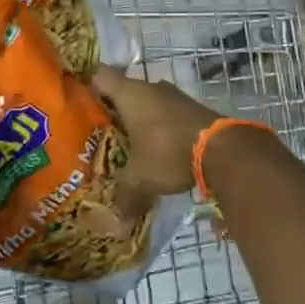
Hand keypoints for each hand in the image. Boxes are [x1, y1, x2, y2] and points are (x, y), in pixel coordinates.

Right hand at [90, 66, 221, 207]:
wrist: (224, 150)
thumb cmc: (168, 152)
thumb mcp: (141, 179)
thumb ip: (125, 198)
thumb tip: (115, 227)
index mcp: (130, 94)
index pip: (100, 76)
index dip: (88, 86)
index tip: (80, 104)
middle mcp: (151, 88)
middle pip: (124, 91)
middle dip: (113, 111)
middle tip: (100, 132)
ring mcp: (175, 96)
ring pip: (148, 103)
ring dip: (140, 119)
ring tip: (127, 144)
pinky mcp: (193, 109)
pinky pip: (168, 114)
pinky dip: (160, 127)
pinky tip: (156, 149)